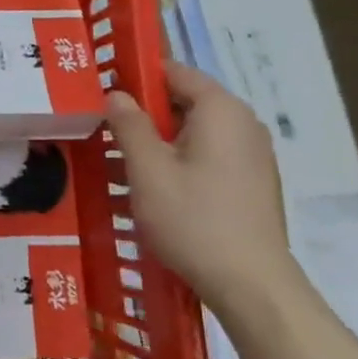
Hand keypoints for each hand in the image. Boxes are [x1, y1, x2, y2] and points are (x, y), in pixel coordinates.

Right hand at [106, 61, 294, 313]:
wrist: (252, 286)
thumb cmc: (193, 220)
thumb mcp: (147, 170)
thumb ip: (129, 125)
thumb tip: (116, 94)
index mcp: (221, 110)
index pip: (174, 71)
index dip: (136, 76)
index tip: (103, 92)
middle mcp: (244, 124)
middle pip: (185, 101)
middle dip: (146, 112)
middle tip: (106, 130)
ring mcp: (254, 155)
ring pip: (196, 132)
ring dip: (160, 140)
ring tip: (123, 162)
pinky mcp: (253, 183)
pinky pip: (210, 156)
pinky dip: (181, 161)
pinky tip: (156, 188)